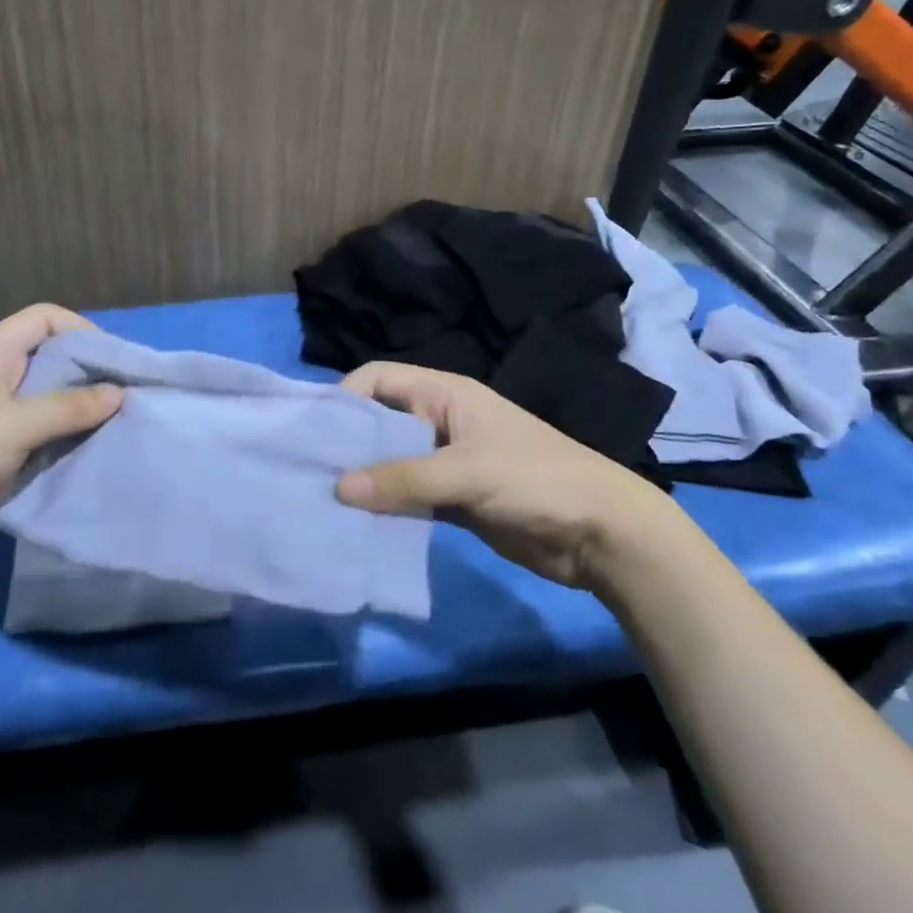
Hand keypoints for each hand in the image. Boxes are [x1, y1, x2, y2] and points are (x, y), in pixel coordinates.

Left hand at [0, 304, 121, 584]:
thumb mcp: (17, 426)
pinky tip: (83, 449)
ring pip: (44, 395)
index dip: (82, 331)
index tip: (115, 362)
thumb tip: (119, 393)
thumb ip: (71, 406)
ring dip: (76, 408)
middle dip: (86, 372)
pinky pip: (35, 429)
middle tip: (123, 395)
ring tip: (112, 423)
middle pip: (48, 355)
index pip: (45, 318)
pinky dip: (60, 434)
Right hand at [334, 362, 679, 590]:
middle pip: (379, 421)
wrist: (604, 534)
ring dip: (364, 478)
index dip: (345, 397)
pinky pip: (408, 497)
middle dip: (347, 442)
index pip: (379, 378)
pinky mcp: (454, 499)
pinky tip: (359, 524)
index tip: (314, 430)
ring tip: (323, 500)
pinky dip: (386, 507)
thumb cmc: (537, 481)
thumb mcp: (468, 473)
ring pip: (391, 462)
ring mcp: (446, 461)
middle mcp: (439, 421)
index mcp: (444, 394)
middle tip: (308, 470)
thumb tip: (337, 488)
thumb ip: (403, 480)